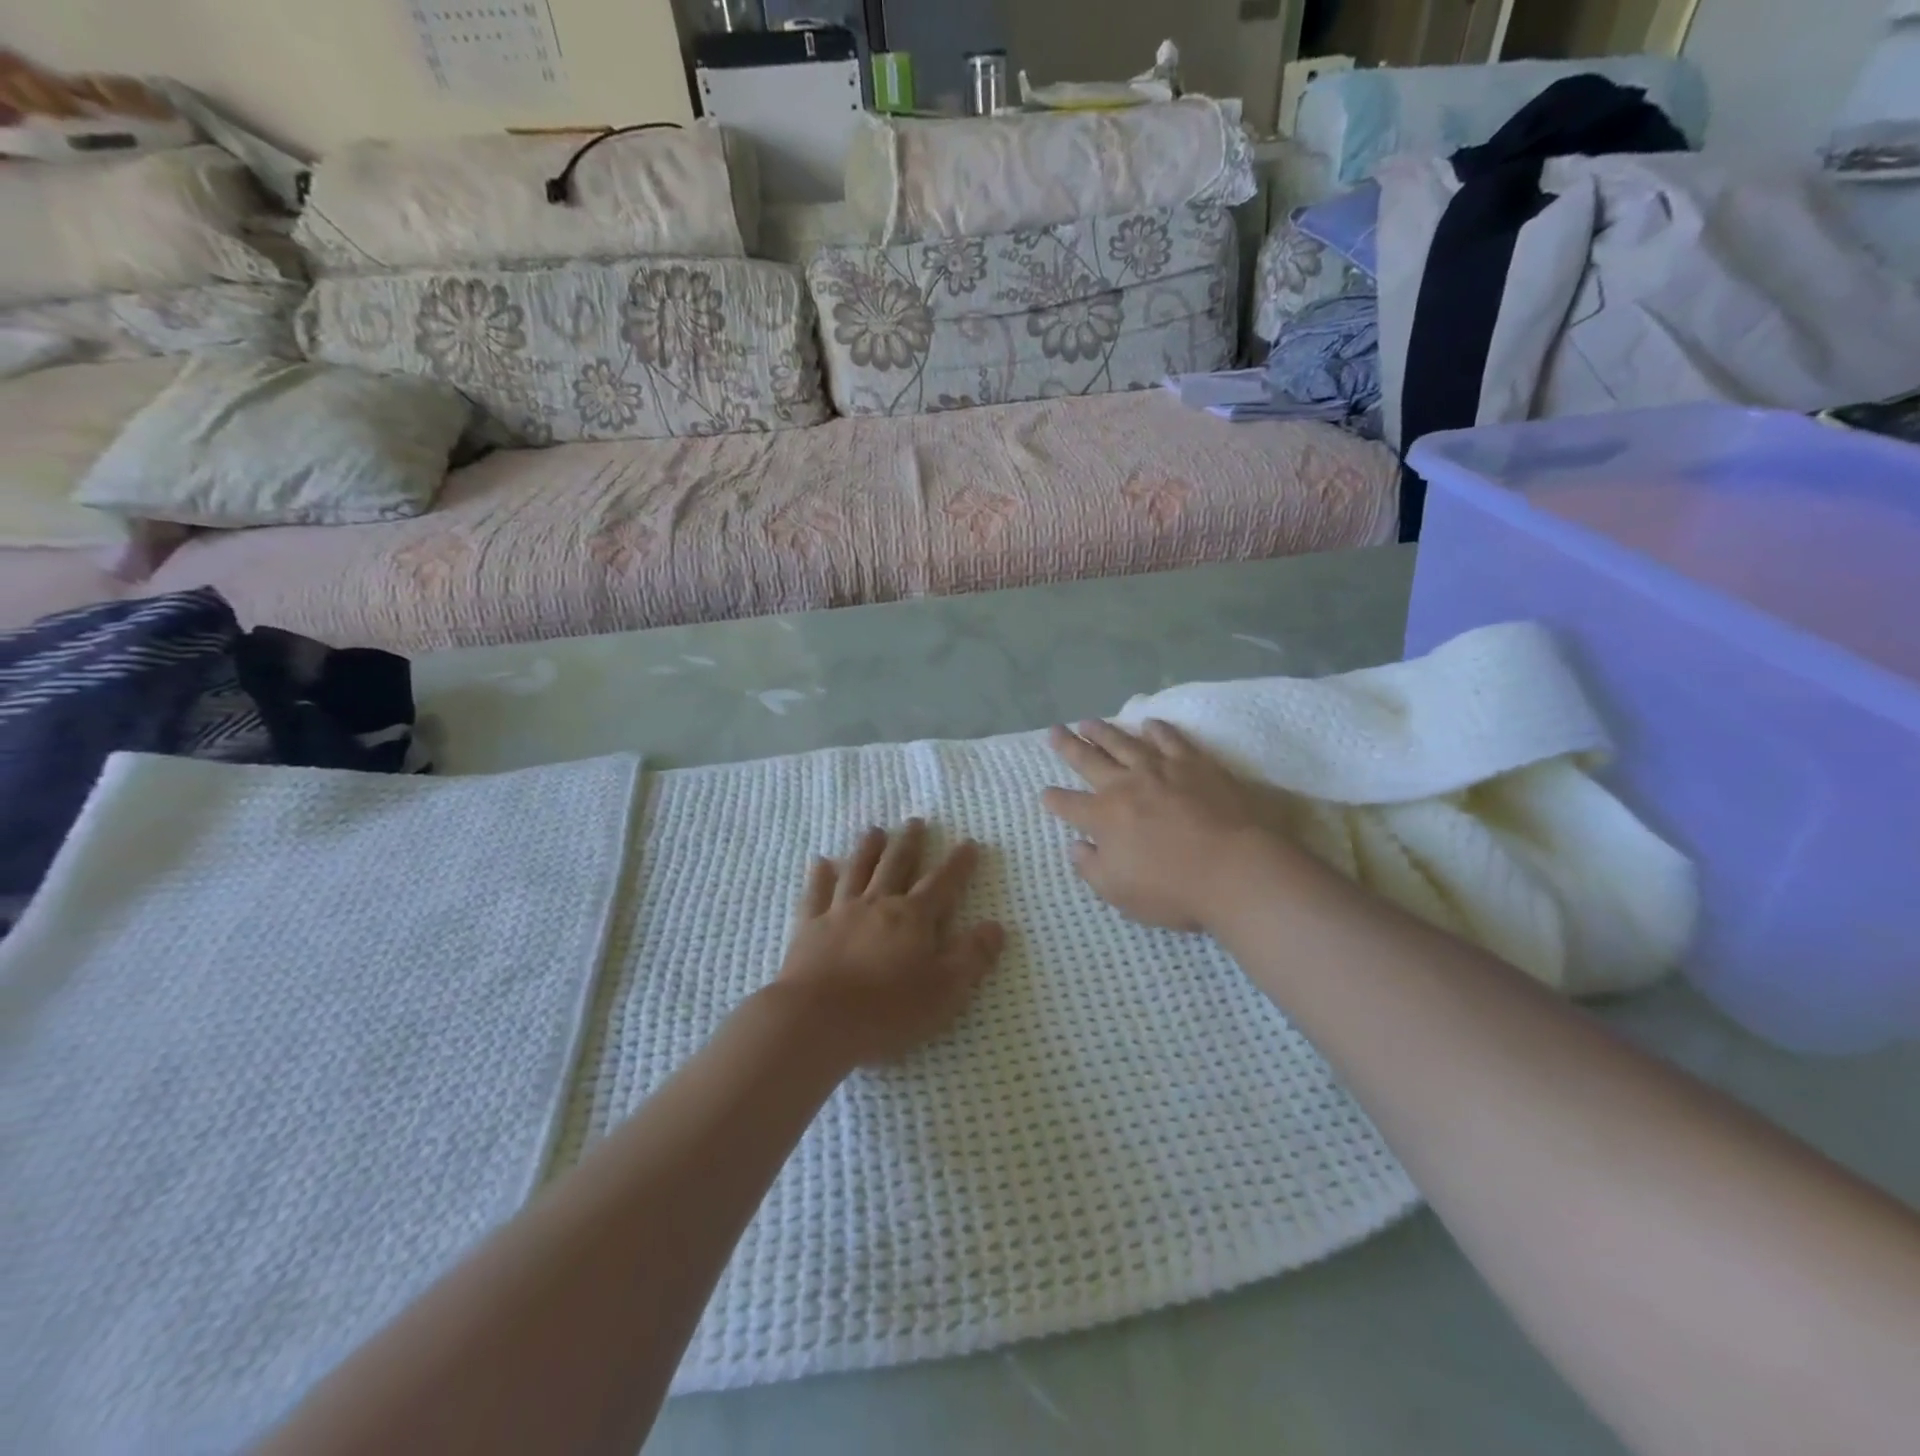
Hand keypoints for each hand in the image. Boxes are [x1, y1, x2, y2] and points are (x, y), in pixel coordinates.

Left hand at [772, 820, 1005, 1066]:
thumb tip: (996, 926)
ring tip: (875, 831)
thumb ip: (972, 956)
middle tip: (915, 822)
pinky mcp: (809, 928)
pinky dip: (820, 876)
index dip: (958, 864)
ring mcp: (840, 913)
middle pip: (896, 866)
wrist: (816, 1019)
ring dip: (868, 849)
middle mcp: (878, 905)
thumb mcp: (945, 990)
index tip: (969, 843)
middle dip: (909, 843)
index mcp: (913, 918)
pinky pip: (816, 894)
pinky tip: (821, 863)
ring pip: (857, 871)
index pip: (942, 884)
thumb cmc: (888, 1010)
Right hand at [1043, 719, 1322, 932]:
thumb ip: (1091, 867)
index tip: (1046, 793)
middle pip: (1089, 760)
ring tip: (1088, 722)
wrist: (1235, 869)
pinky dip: (1157, 730)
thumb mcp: (1119, 892)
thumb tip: (1076, 846)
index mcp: (1103, 817)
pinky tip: (1149, 724)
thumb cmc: (1173, 889)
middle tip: (1055, 730)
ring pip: (1124, 743)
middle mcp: (1125, 786)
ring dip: (1104, 731)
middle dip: (1068, 746)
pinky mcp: (1195, 764)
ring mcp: (1161, 770)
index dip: (1054, 800)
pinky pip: (1170, 740)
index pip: (1069, 805)